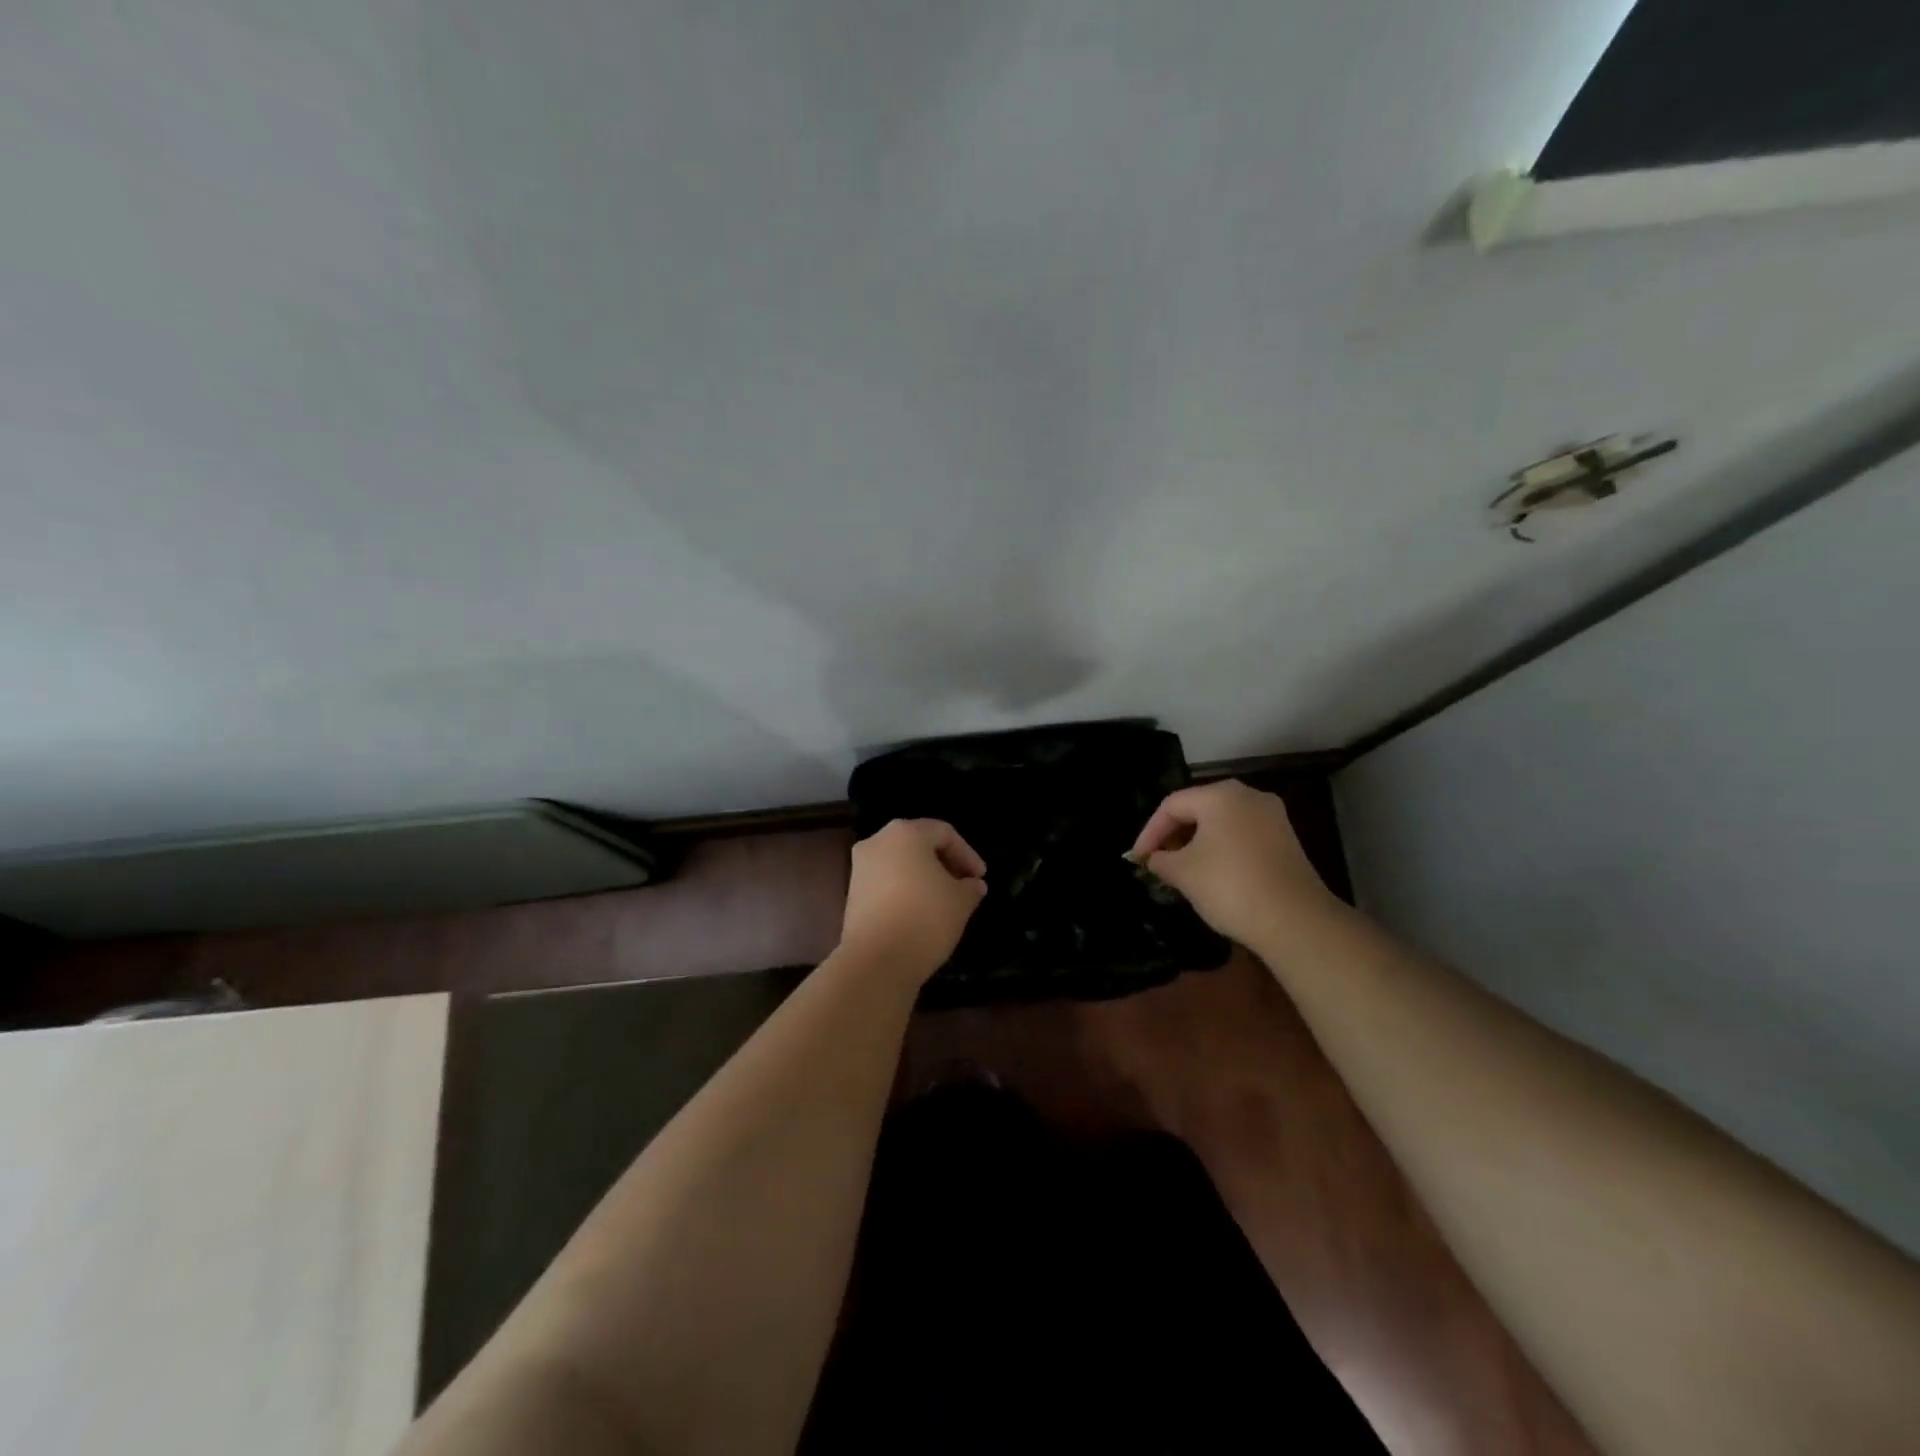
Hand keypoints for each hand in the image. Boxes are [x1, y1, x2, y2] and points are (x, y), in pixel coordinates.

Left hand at [839, 819, 987, 983]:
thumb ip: (970, 887)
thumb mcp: (961, 901)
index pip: (944, 833)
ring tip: (944, 901)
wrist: (876, 960)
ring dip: (924, 877)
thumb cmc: (925, 918)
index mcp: (905, 833)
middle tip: (964, 885)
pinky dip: (905, 890)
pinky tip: (920, 912)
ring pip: (900, 863)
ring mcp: (860, 867)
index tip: (980, 878)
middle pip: (918, 844)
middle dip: (944, 863)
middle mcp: (878, 841)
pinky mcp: (852, 893)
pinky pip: (886, 882)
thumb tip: (973, 885)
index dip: (967, 854)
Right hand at [1129, 780, 1335, 948]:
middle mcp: (1249, 796)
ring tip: (1180, 870)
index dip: (1149, 832)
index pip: (1172, 805)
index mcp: (1221, 795)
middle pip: (1198, 809)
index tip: (1137, 859)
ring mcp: (1273, 818)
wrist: (1295, 921)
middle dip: (1173, 835)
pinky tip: (1212, 875)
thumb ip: (1161, 859)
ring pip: (1221, 824)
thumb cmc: (1229, 886)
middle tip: (1156, 862)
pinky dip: (1221, 850)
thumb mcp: (1182, 872)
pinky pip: (1242, 837)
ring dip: (1197, 844)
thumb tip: (1155, 858)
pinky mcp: (1286, 841)